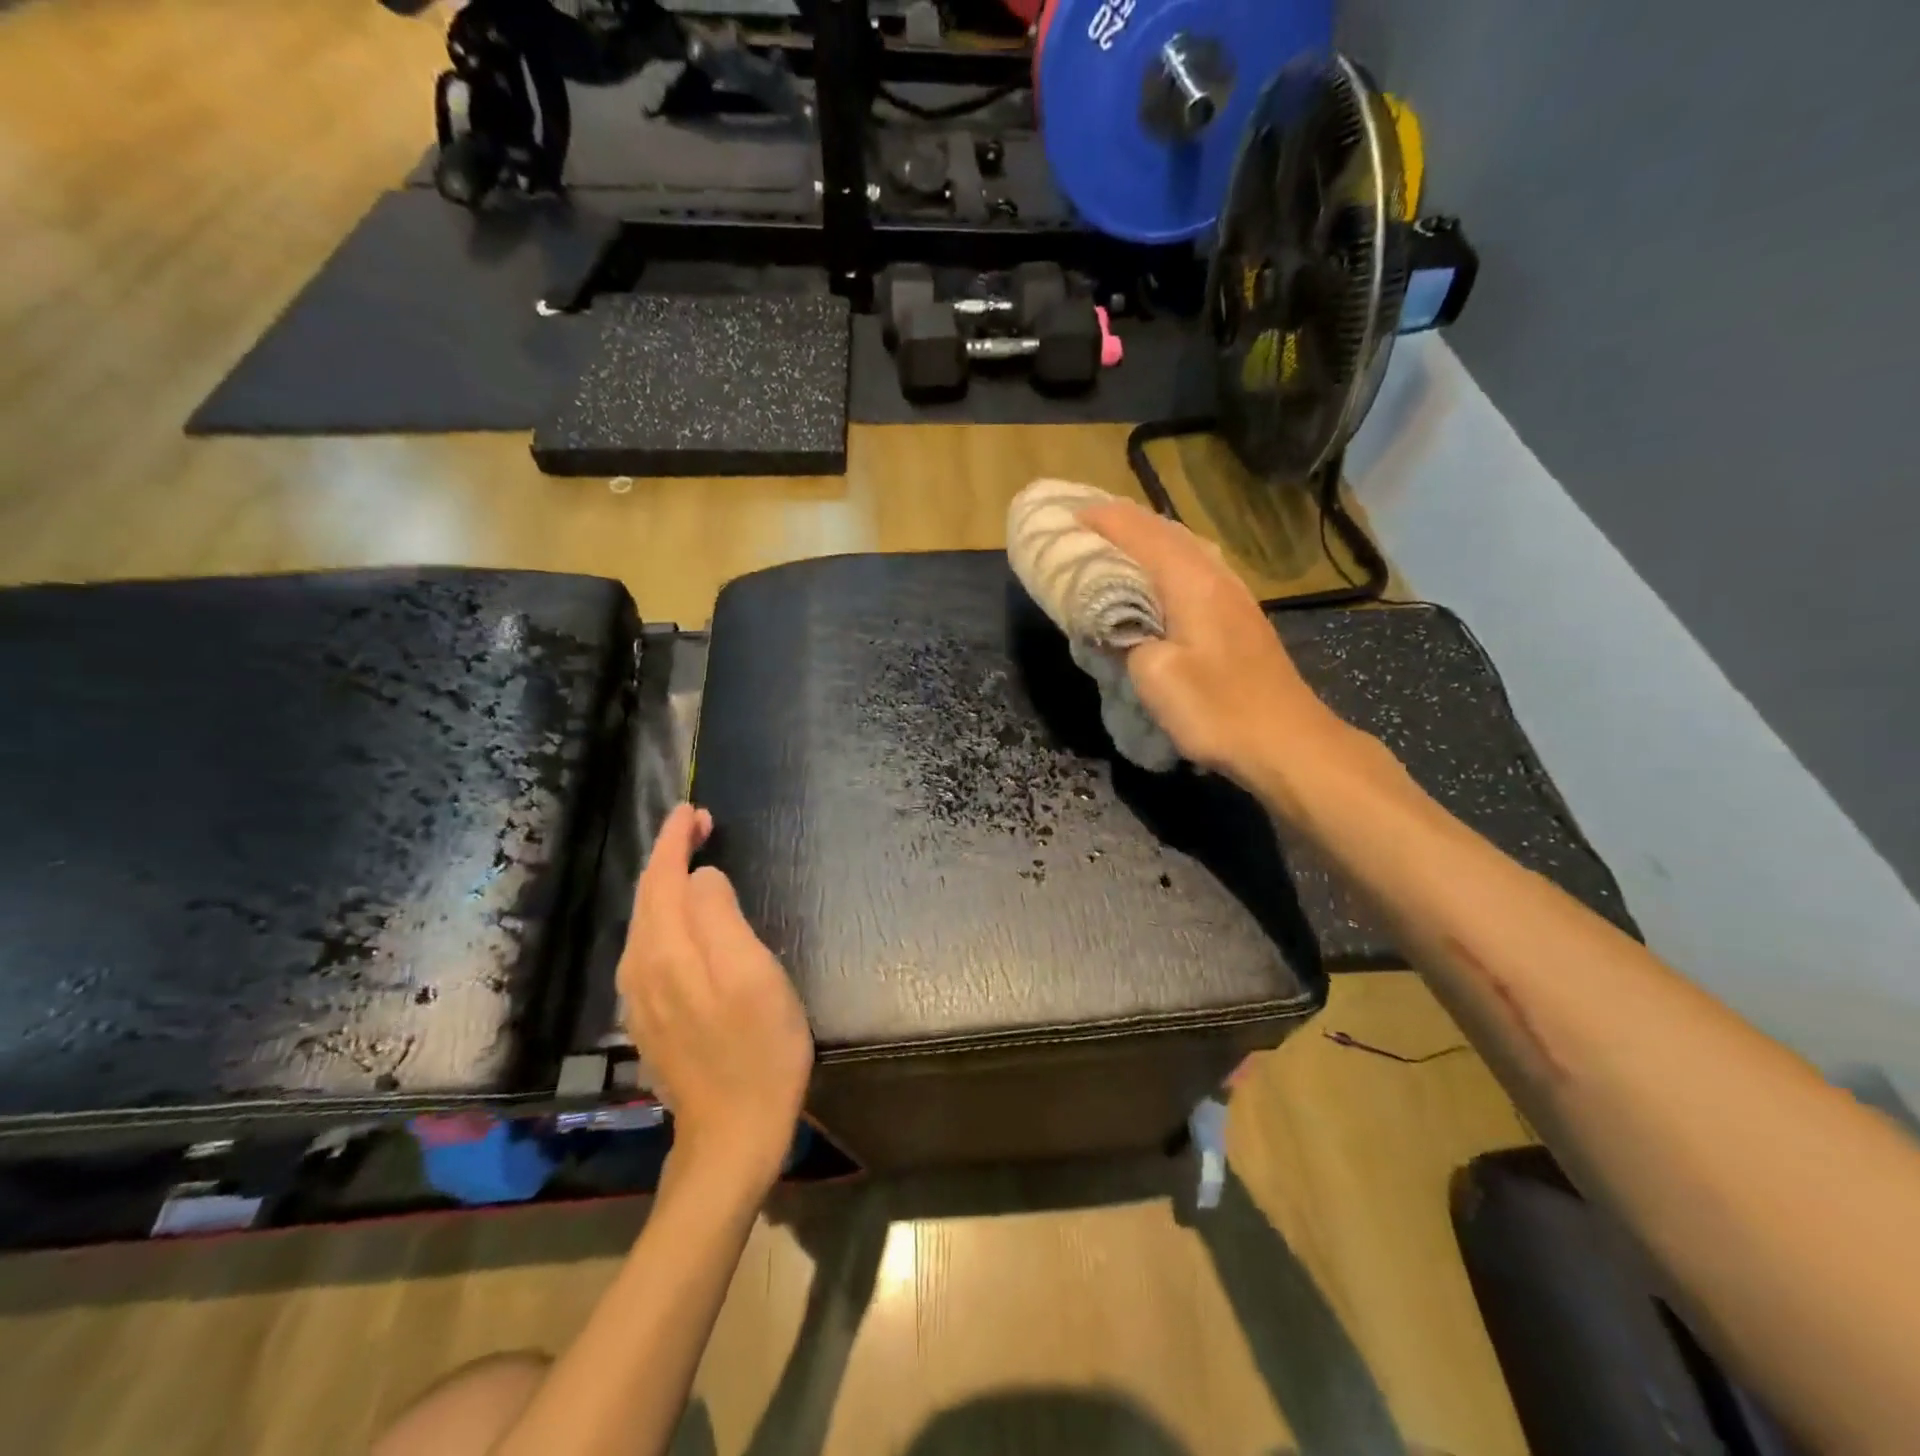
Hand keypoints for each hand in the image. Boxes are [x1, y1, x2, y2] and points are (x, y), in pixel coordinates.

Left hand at [619, 804, 814, 1189]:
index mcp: (665, 951)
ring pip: (646, 922)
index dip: (674, 840)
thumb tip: (703, 877)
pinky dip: (666, 915)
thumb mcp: (752, 974)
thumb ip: (720, 917)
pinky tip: (686, 916)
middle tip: (701, 825)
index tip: (693, 810)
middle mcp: (640, 968)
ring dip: (667, 883)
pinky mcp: (650, 1018)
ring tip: (696, 859)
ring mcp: (640, 997)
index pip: (661, 877)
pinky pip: (650, 946)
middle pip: (648, 896)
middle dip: (669, 854)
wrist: (733, 1134)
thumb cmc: (759, 1049)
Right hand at [1079, 500, 1345, 780]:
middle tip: (1084, 528)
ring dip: (1146, 541)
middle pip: (1164, 531)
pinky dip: (1165, 563)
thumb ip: (1125, 639)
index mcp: (1191, 582)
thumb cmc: (1218, 710)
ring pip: (1183, 548)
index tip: (1066, 516)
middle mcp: (1215, 576)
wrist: (1287, 743)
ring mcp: (1233, 595)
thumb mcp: (1156, 677)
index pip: (1140, 533)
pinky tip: (1155, 582)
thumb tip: (1112, 624)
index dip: (1102, 520)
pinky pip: (1194, 570)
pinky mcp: (1239, 617)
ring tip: (1112, 548)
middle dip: (1122, 522)